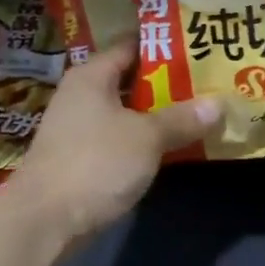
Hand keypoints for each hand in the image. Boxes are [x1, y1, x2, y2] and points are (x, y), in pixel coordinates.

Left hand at [12, 40, 219, 250]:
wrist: (45, 220)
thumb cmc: (95, 163)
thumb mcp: (147, 138)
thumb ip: (182, 119)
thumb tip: (219, 103)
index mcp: (92, 76)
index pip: (131, 46)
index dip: (164, 45)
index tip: (198, 46)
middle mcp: (82, 95)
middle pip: (131, 80)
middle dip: (168, 83)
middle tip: (209, 82)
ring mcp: (79, 129)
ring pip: (128, 113)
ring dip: (159, 115)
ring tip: (200, 112)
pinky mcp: (82, 159)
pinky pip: (121, 139)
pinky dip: (145, 140)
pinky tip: (173, 146)